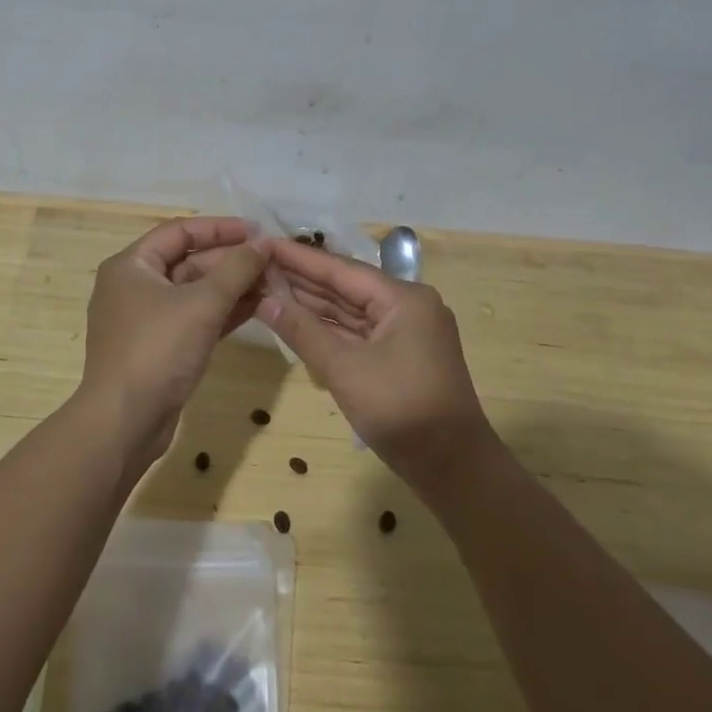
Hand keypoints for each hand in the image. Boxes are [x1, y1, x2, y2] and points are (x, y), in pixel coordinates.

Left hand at [82, 217, 271, 460]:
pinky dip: (222, 312)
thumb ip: (236, 269)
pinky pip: (194, 318)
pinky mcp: (159, 347)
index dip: (221, 228)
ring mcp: (146, 319)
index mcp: (132, 265)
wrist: (124, 423)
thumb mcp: (202, 304)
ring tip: (273, 283)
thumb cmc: (157, 350)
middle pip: (188, 260)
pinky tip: (257, 308)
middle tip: (272, 261)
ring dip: (231, 286)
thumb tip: (263, 242)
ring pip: (195, 291)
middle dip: (230, 260)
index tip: (258, 231)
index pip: (180, 231)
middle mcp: (135, 286)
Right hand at [257, 239, 495, 484]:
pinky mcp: (400, 356)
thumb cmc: (401, 410)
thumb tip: (264, 300)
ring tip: (268, 287)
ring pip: (351, 311)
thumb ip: (302, 331)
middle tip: (258, 264)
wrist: (454, 468)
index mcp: (403, 298)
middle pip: (346, 287)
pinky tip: (297, 320)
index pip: (341, 269)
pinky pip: (358, 333)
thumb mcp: (345, 369)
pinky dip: (329, 329)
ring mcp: (405, 332)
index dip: (299, 257)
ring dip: (312, 304)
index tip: (264, 242)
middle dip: (302, 279)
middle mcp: (407, 306)